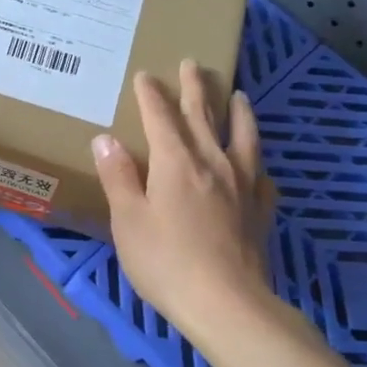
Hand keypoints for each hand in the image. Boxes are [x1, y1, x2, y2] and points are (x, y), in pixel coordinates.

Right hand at [92, 61, 276, 331]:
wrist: (225, 303)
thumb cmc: (165, 262)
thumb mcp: (128, 220)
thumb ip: (118, 176)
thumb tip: (106, 138)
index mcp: (175, 163)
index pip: (161, 117)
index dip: (152, 95)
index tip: (146, 75)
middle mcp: (212, 163)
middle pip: (204, 116)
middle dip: (195, 88)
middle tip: (193, 64)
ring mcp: (242, 185)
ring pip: (241, 136)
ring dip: (237, 111)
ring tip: (238, 94)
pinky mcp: (260, 210)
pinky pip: (261, 175)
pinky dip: (256, 161)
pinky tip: (257, 166)